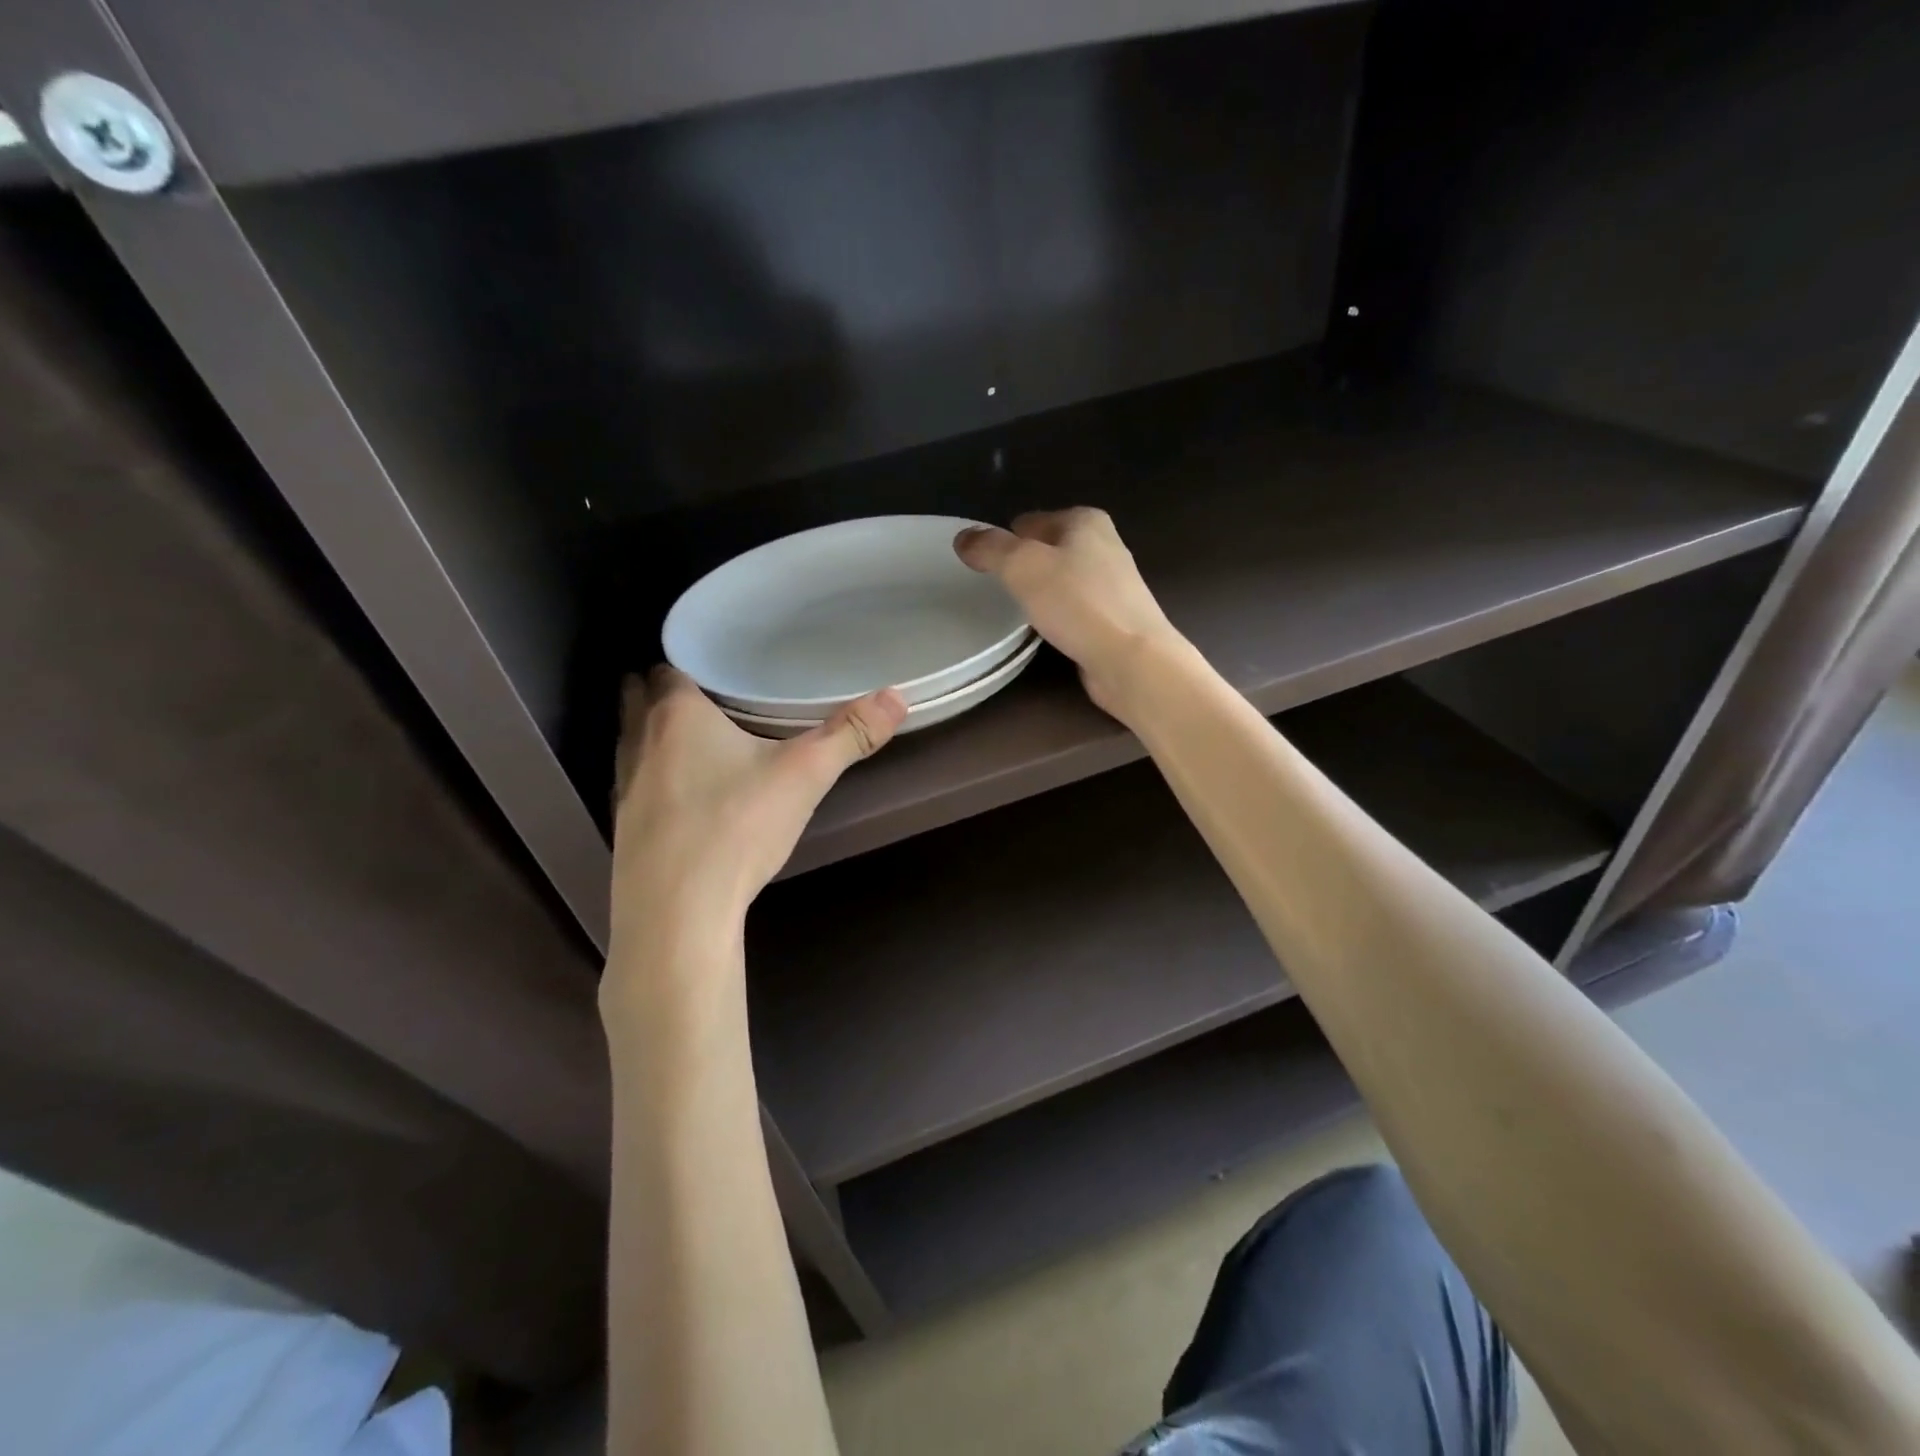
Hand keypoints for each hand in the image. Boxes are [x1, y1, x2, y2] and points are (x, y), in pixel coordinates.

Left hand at [608, 667, 906, 955]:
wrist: (677, 914)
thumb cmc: (736, 828)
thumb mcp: (804, 776)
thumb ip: (850, 734)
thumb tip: (898, 696)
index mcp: (676, 715)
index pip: (668, 668)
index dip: (690, 663)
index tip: (720, 668)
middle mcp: (639, 742)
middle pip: (639, 699)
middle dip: (664, 693)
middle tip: (711, 698)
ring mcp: (623, 787)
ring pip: (632, 742)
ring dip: (654, 735)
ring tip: (697, 740)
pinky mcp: (623, 828)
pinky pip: (635, 785)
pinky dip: (654, 779)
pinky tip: (686, 797)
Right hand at [955, 508, 1181, 719]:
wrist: (1131, 659)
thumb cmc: (1077, 603)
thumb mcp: (1022, 566)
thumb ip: (990, 548)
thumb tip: (964, 537)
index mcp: (1086, 521)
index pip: (1032, 521)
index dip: (1006, 538)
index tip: (986, 561)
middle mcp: (1105, 545)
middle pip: (1050, 549)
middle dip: (1026, 564)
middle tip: (997, 586)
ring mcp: (1114, 585)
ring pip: (1064, 580)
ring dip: (1043, 592)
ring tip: (1016, 610)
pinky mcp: (1116, 620)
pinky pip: (1076, 609)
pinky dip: (1060, 616)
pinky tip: (1047, 631)